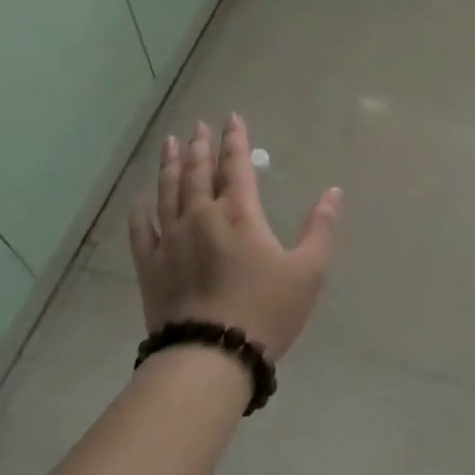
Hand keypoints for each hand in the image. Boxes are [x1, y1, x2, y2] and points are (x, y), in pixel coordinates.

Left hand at [128, 115, 341, 361]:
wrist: (211, 355)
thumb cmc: (266, 311)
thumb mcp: (308, 271)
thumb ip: (320, 228)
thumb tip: (334, 192)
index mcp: (239, 214)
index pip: (236, 166)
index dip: (235, 140)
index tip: (232, 118)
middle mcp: (201, 216)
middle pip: (199, 172)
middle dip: (200, 146)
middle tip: (198, 126)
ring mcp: (171, 239)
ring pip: (168, 192)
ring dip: (170, 166)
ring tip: (170, 144)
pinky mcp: (150, 266)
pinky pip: (142, 229)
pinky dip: (141, 211)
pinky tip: (141, 200)